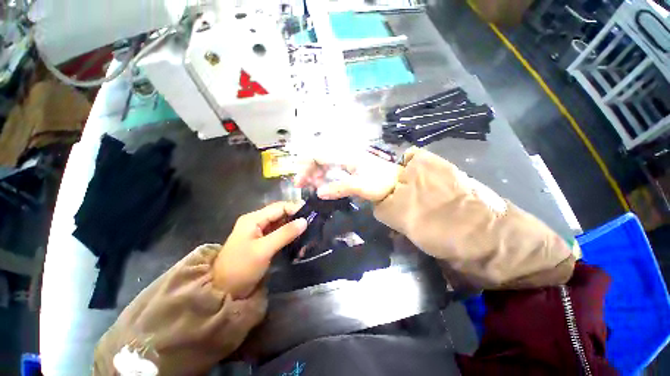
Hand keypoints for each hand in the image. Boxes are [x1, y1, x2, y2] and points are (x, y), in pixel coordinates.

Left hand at [213, 202, 306, 298]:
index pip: (279, 207)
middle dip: (296, 219)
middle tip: (312, 225)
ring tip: (308, 234)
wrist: (224, 290)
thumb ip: (285, 233)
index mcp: (254, 219)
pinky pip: (279, 234)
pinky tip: (299, 242)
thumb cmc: (241, 267)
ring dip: (294, 229)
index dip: (295, 209)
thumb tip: (304, 221)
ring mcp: (260, 232)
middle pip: (281, 214)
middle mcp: (257, 221)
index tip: (311, 215)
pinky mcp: (263, 241)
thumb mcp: (264, 249)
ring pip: (282, 224)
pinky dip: (289, 237)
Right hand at [294, 150, 400, 201]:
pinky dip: (324, 177)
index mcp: (346, 156)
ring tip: (313, 187)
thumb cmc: (382, 182)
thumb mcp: (361, 186)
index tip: (299, 183)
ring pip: (324, 164)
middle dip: (308, 171)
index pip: (318, 155)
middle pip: (319, 158)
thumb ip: (340, 188)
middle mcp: (343, 155)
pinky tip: (322, 185)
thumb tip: (319, 193)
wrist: (398, 183)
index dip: (306, 167)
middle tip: (303, 187)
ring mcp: (346, 161)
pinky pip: (331, 170)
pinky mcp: (349, 169)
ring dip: (315, 175)